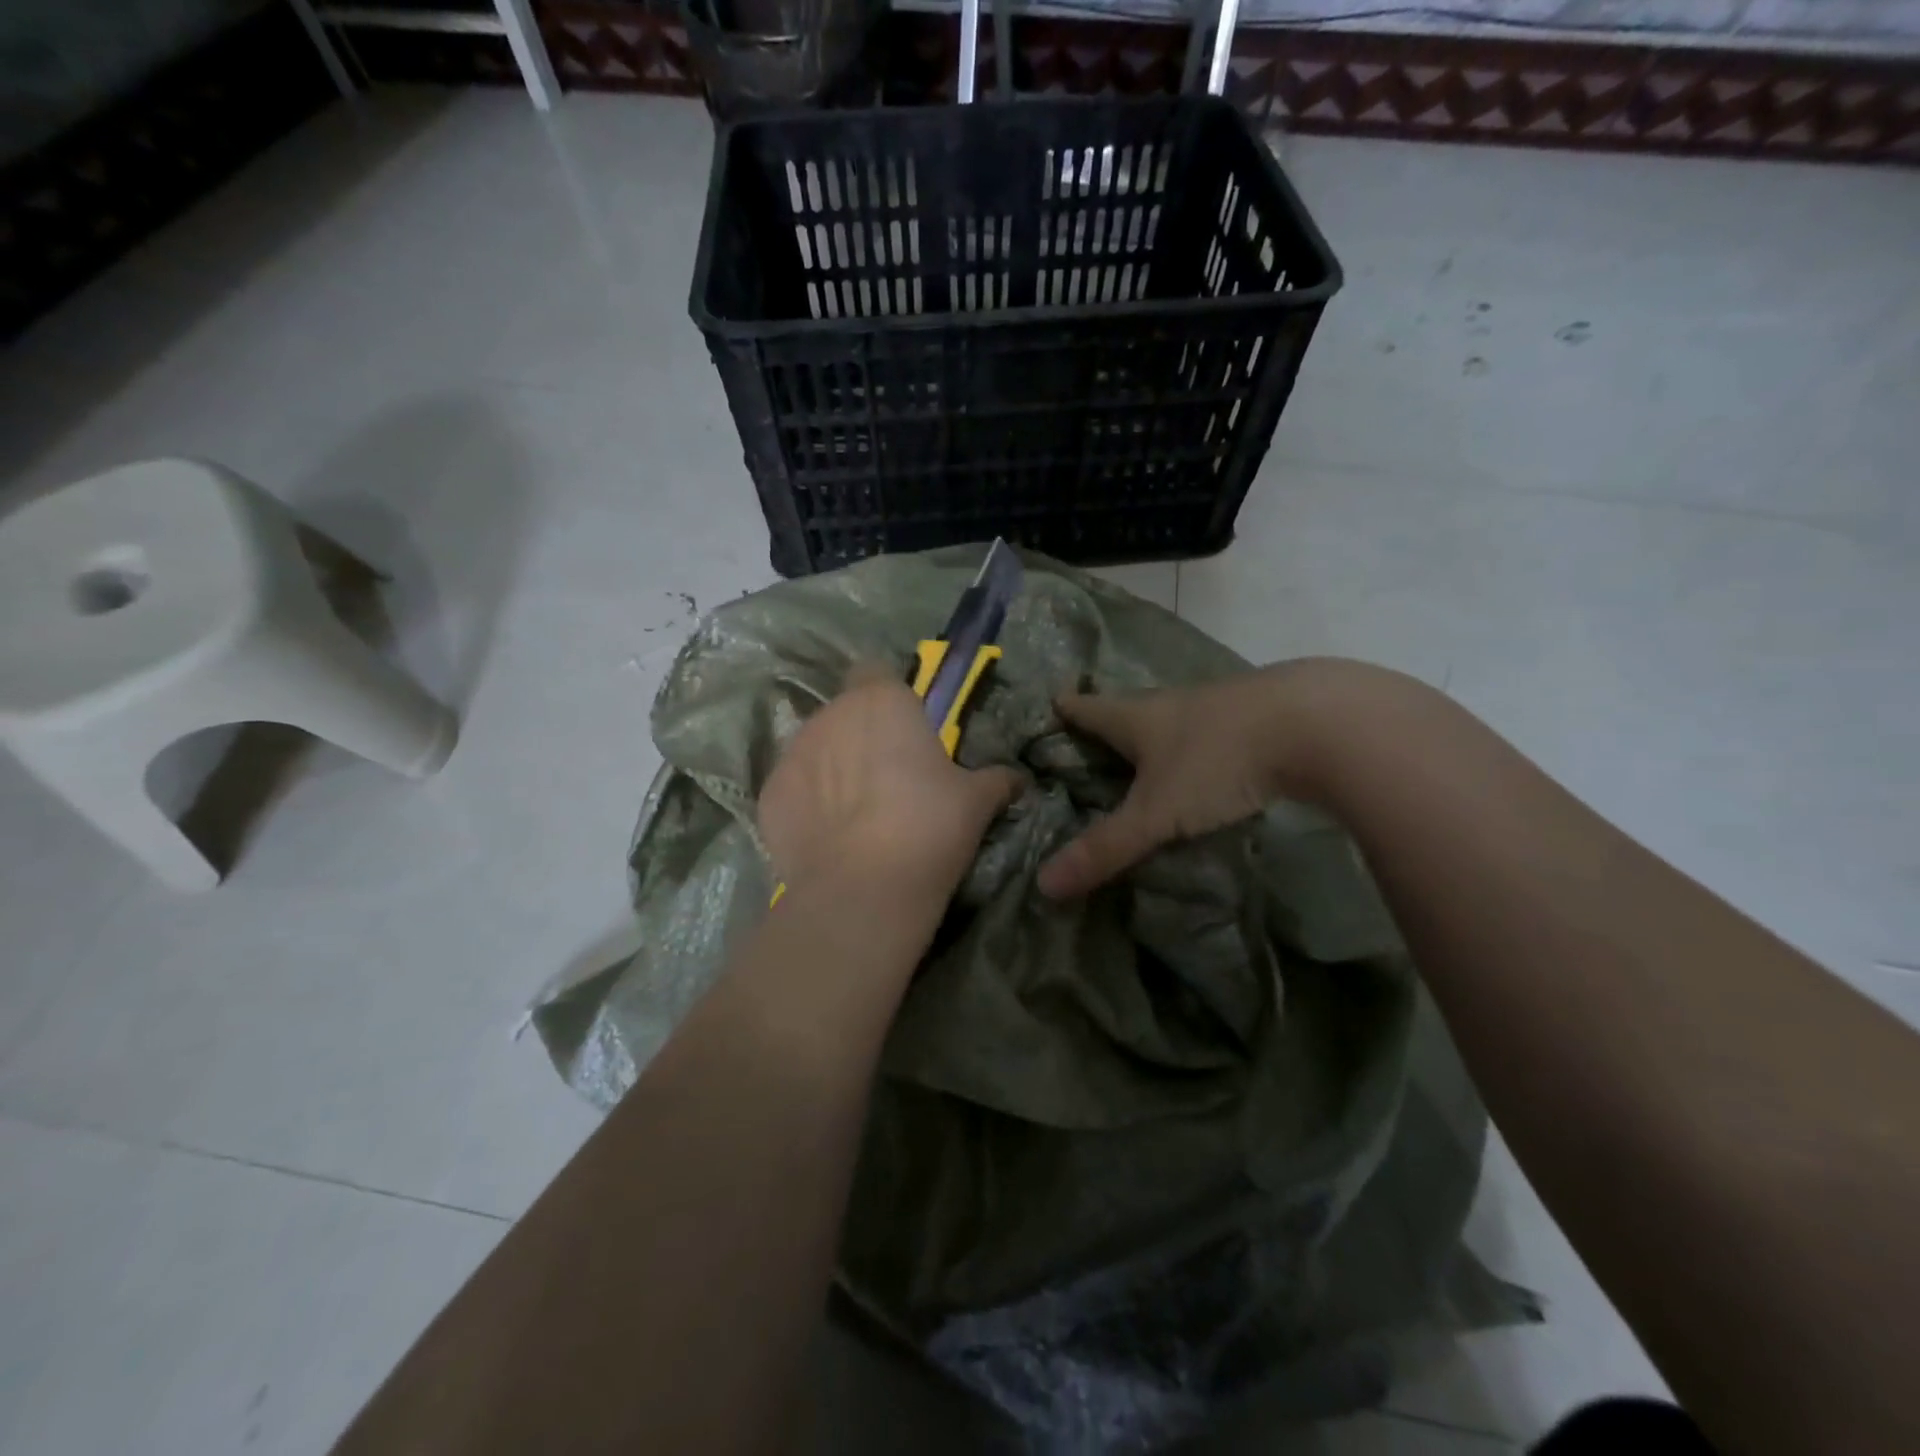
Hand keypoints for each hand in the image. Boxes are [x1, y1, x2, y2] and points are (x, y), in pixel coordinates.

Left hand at [760, 662, 1022, 901]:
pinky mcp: (769, 795)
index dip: (889, 695)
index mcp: (882, 700)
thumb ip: (996, 779)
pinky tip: (828, 838)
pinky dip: (807, 804)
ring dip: (832, 768)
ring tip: (855, 814)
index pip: (875, 671)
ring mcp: (793, 753)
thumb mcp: (976, 801)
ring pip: (815, 748)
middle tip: (888, 779)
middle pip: (845, 713)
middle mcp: (831, 715)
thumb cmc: (929, 826)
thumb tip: (1018, 780)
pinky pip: (793, 789)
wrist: (863, 888)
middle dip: (862, 736)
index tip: (906, 728)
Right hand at [1037, 659, 1402, 898]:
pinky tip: (1212, 763)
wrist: (1320, 723)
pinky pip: (1218, 730)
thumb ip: (1106, 849)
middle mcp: (1175, 704)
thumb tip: (1044, 884)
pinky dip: (1204, 745)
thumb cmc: (1219, 761)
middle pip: (1131, 710)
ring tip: (1148, 756)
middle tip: (1093, 738)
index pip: (1090, 709)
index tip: (1052, 701)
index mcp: (1139, 718)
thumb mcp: (1157, 813)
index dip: (1067, 708)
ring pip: (1178, 718)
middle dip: (1111, 722)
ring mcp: (1222, 705)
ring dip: (1160, 734)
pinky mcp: (1262, 717)